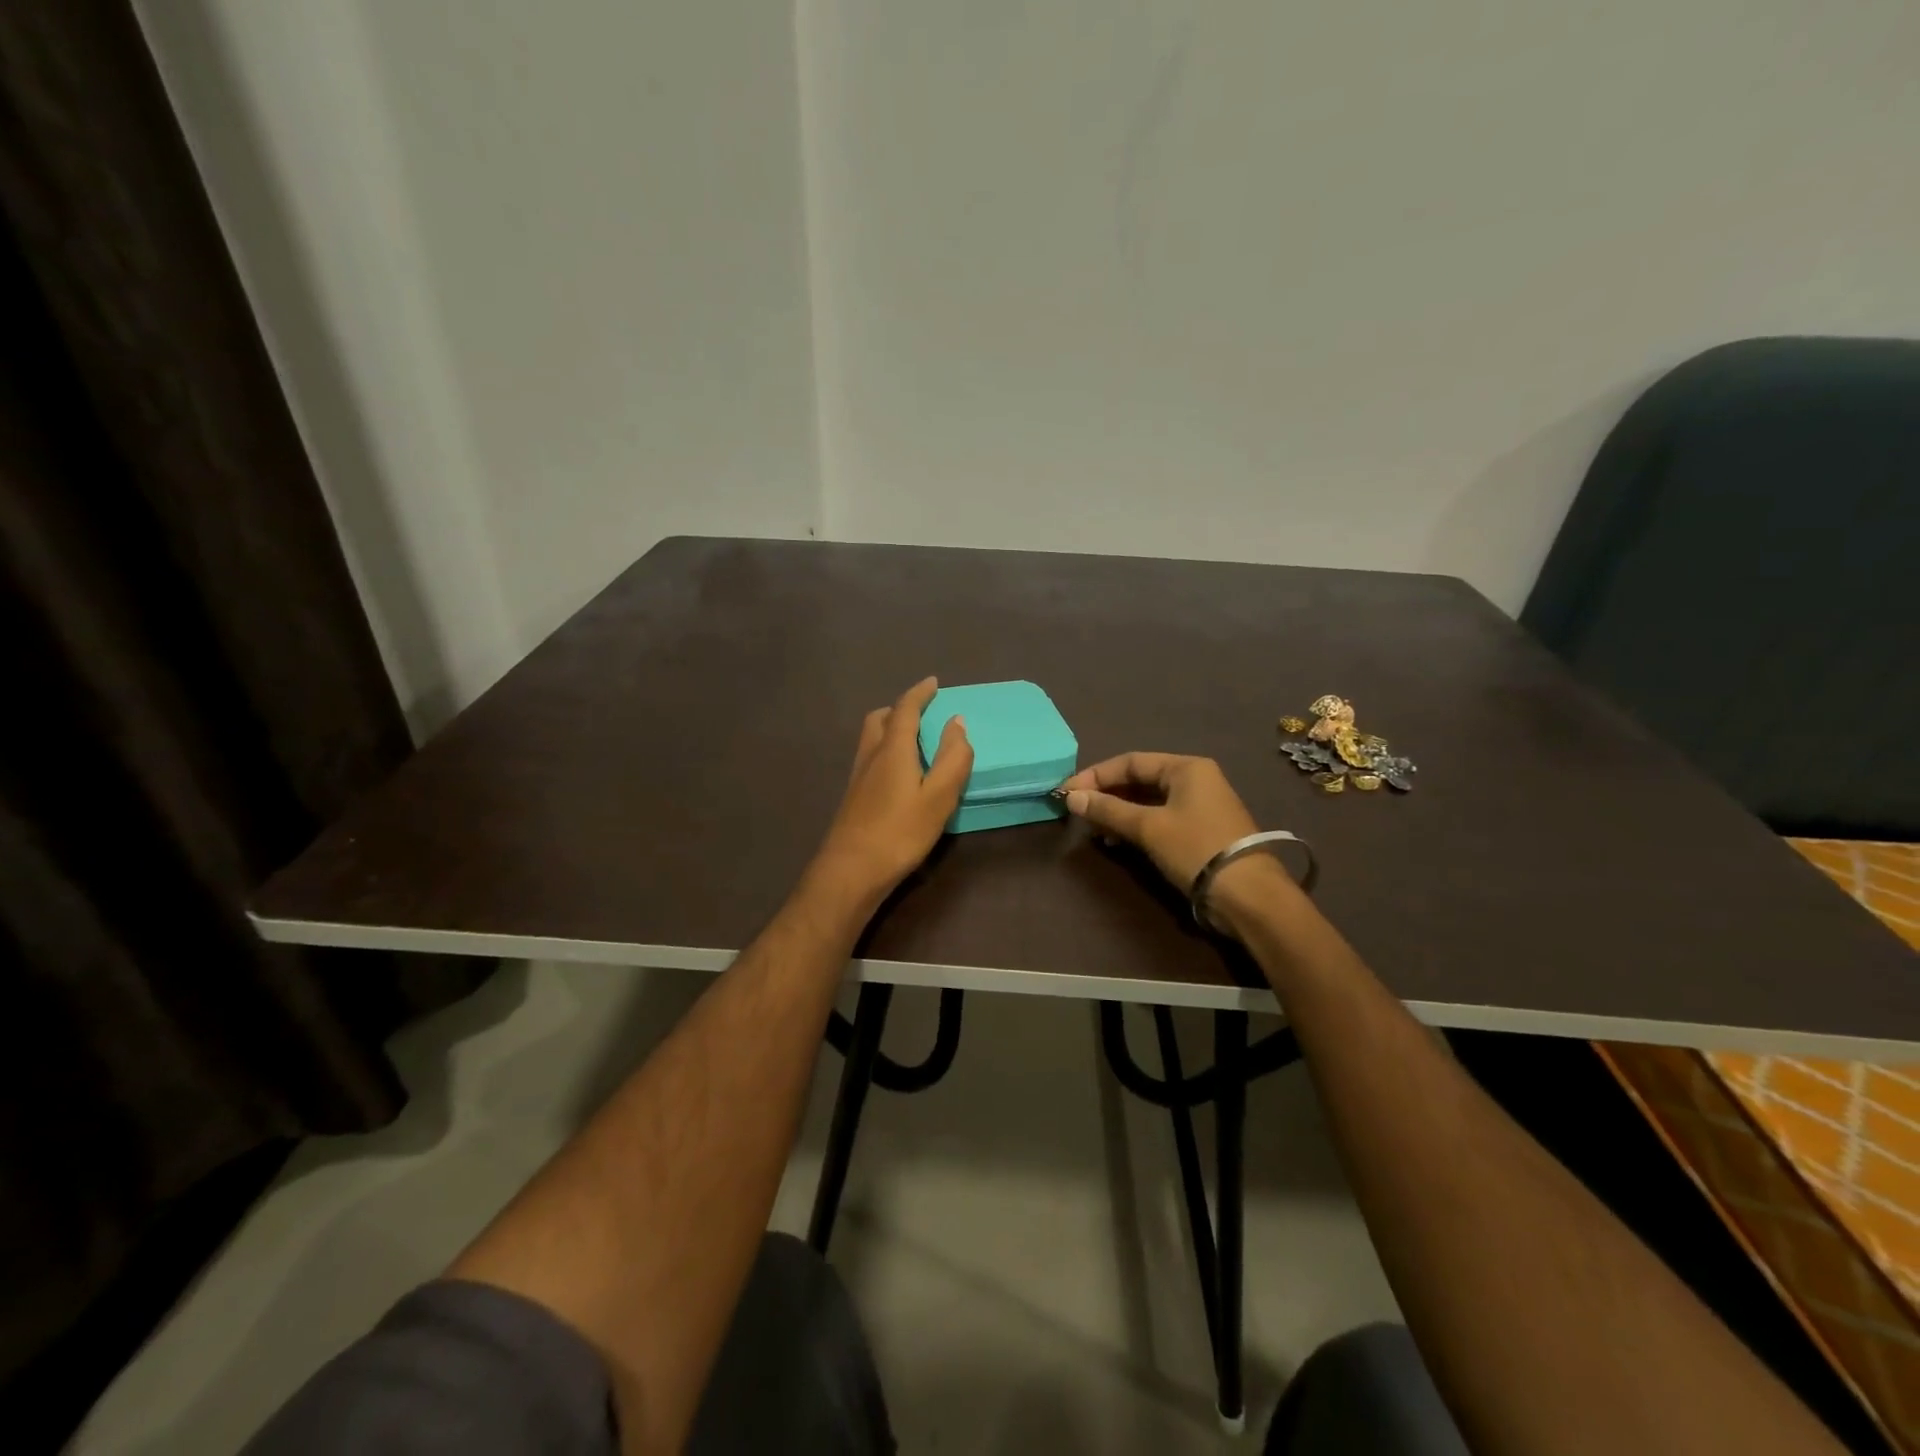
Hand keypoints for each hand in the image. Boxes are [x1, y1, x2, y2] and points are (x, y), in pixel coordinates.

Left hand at [810, 677, 972, 910]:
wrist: (850, 871)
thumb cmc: (900, 832)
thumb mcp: (939, 796)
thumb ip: (953, 758)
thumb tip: (957, 722)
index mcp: (893, 749)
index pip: (905, 709)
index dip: (919, 693)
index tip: (933, 682)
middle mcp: (870, 756)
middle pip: (880, 719)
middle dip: (900, 709)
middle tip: (922, 714)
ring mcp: (857, 778)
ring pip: (871, 739)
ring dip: (890, 729)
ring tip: (914, 742)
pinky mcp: (853, 798)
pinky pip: (870, 758)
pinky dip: (886, 752)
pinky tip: (899, 776)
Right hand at [1060, 753, 1259, 889]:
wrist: (1247, 894)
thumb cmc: (1195, 849)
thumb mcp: (1148, 827)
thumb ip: (1108, 810)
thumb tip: (1071, 797)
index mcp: (1186, 767)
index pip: (1131, 761)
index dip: (1096, 775)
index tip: (1068, 792)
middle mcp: (1195, 779)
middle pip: (1140, 779)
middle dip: (1108, 795)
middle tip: (1079, 811)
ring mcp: (1201, 805)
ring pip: (1149, 801)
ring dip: (1120, 813)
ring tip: (1097, 831)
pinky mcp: (1201, 830)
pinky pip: (1161, 818)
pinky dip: (1137, 826)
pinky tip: (1119, 842)